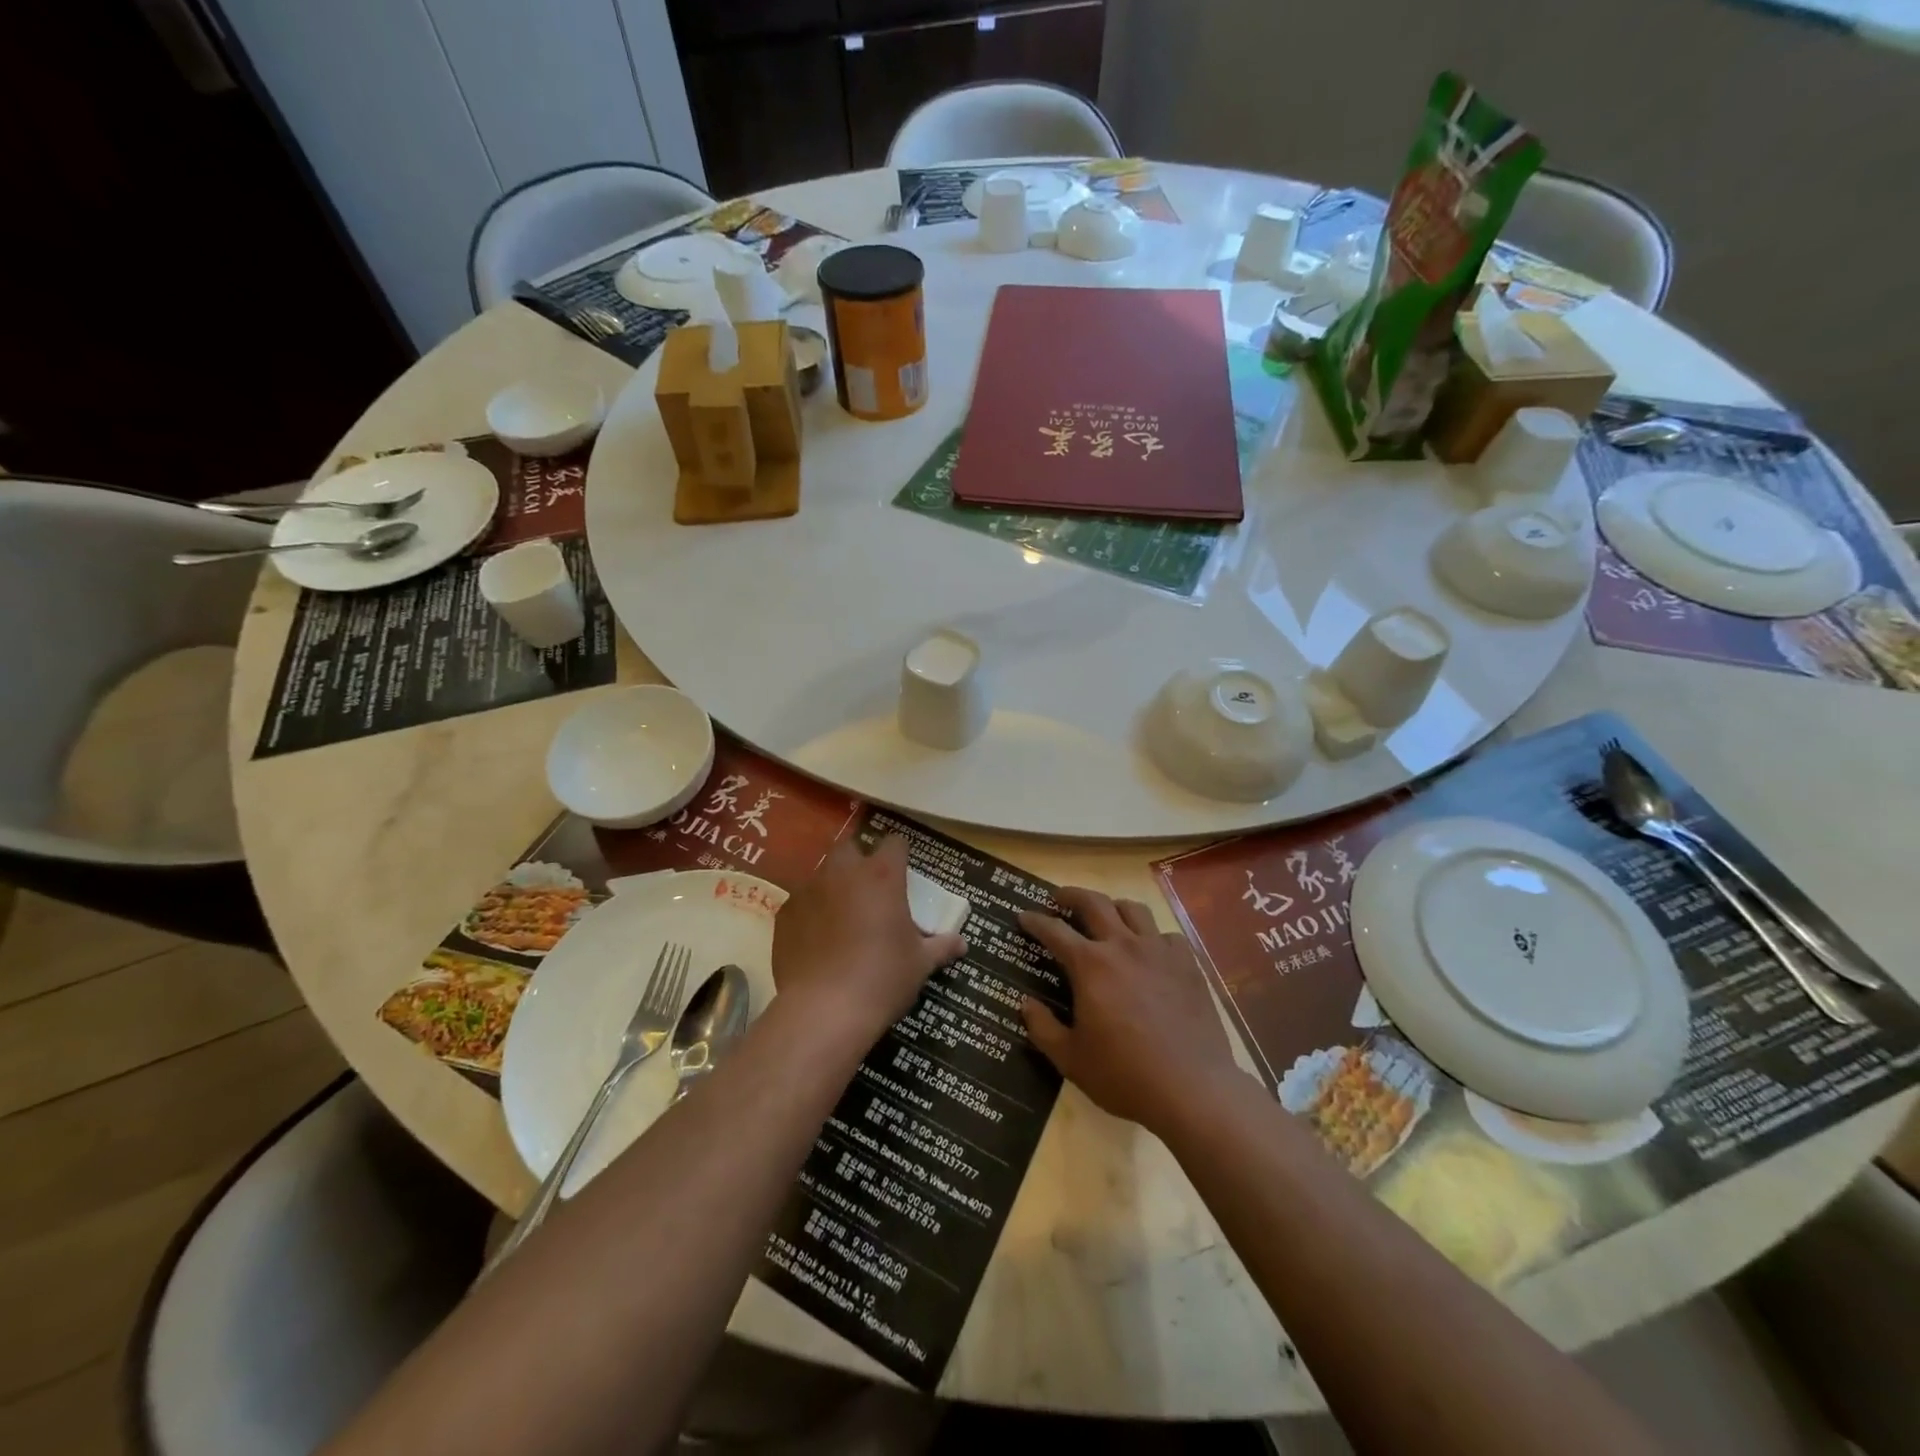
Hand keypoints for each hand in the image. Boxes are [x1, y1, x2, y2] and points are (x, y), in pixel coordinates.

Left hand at [773, 836, 965, 1040]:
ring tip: (842, 917)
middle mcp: (844, 872)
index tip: (903, 871)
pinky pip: (802, 903)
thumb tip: (962, 944)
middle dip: (860, 861)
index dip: (900, 854)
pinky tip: (817, 940)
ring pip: (823, 874)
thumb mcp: (920, 964)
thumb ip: (941, 947)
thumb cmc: (882, 979)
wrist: (824, 1010)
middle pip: (851, 847)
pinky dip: (811, 913)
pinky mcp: (785, 913)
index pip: (895, 843)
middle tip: (870, 890)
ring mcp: (809, 890)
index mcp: (882, 876)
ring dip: (834, 886)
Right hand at [1019, 888, 1241, 1136]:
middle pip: (1093, 902)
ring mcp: (1159, 951)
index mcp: (1090, 965)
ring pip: (1132, 908)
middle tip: (1058, 899)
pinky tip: (1149, 951)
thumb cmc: (1124, 1076)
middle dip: (1070, 895)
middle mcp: (1123, 946)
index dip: (1035, 920)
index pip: (1054, 931)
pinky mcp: (1187, 963)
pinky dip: (1152, 936)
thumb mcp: (1070, 1060)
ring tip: (1105, 917)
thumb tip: (1025, 1004)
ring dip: (1112, 906)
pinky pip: (1166, 934)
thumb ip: (1043, 1028)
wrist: (1192, 1089)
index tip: (1023, 915)